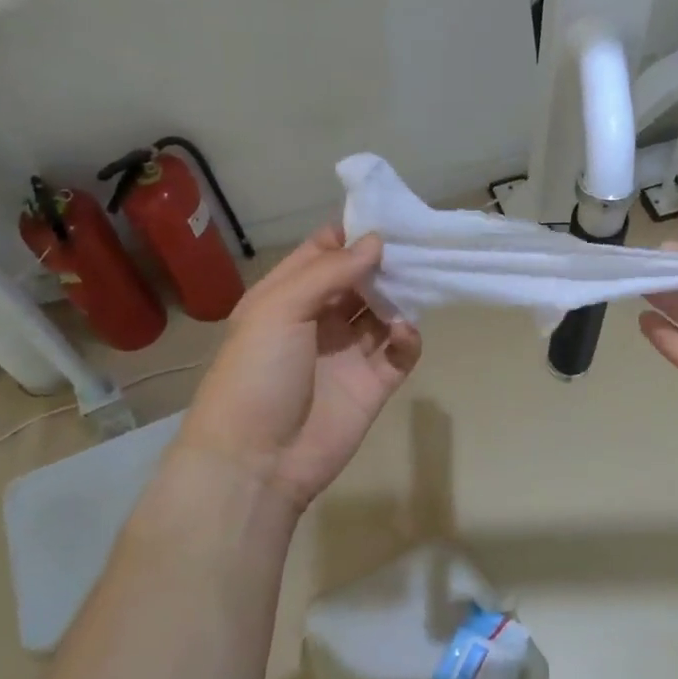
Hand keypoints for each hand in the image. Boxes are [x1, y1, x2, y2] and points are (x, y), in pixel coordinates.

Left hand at [174, 227, 420, 513]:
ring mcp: (347, 353)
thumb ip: (329, 272)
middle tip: (417, 244)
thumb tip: (376, 242)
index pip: (323, 252)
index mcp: (287, 296)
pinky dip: (407, 338)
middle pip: (360, 279)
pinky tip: (404, 332)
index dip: (352, 234)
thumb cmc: (256, 374)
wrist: (256, 462)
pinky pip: (399, 352)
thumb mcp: (279, 309)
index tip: (387, 216)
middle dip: (385, 262)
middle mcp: (319, 319)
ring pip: (383, 312)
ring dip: (401, 296)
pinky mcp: (373, 384)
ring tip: (421, 281)